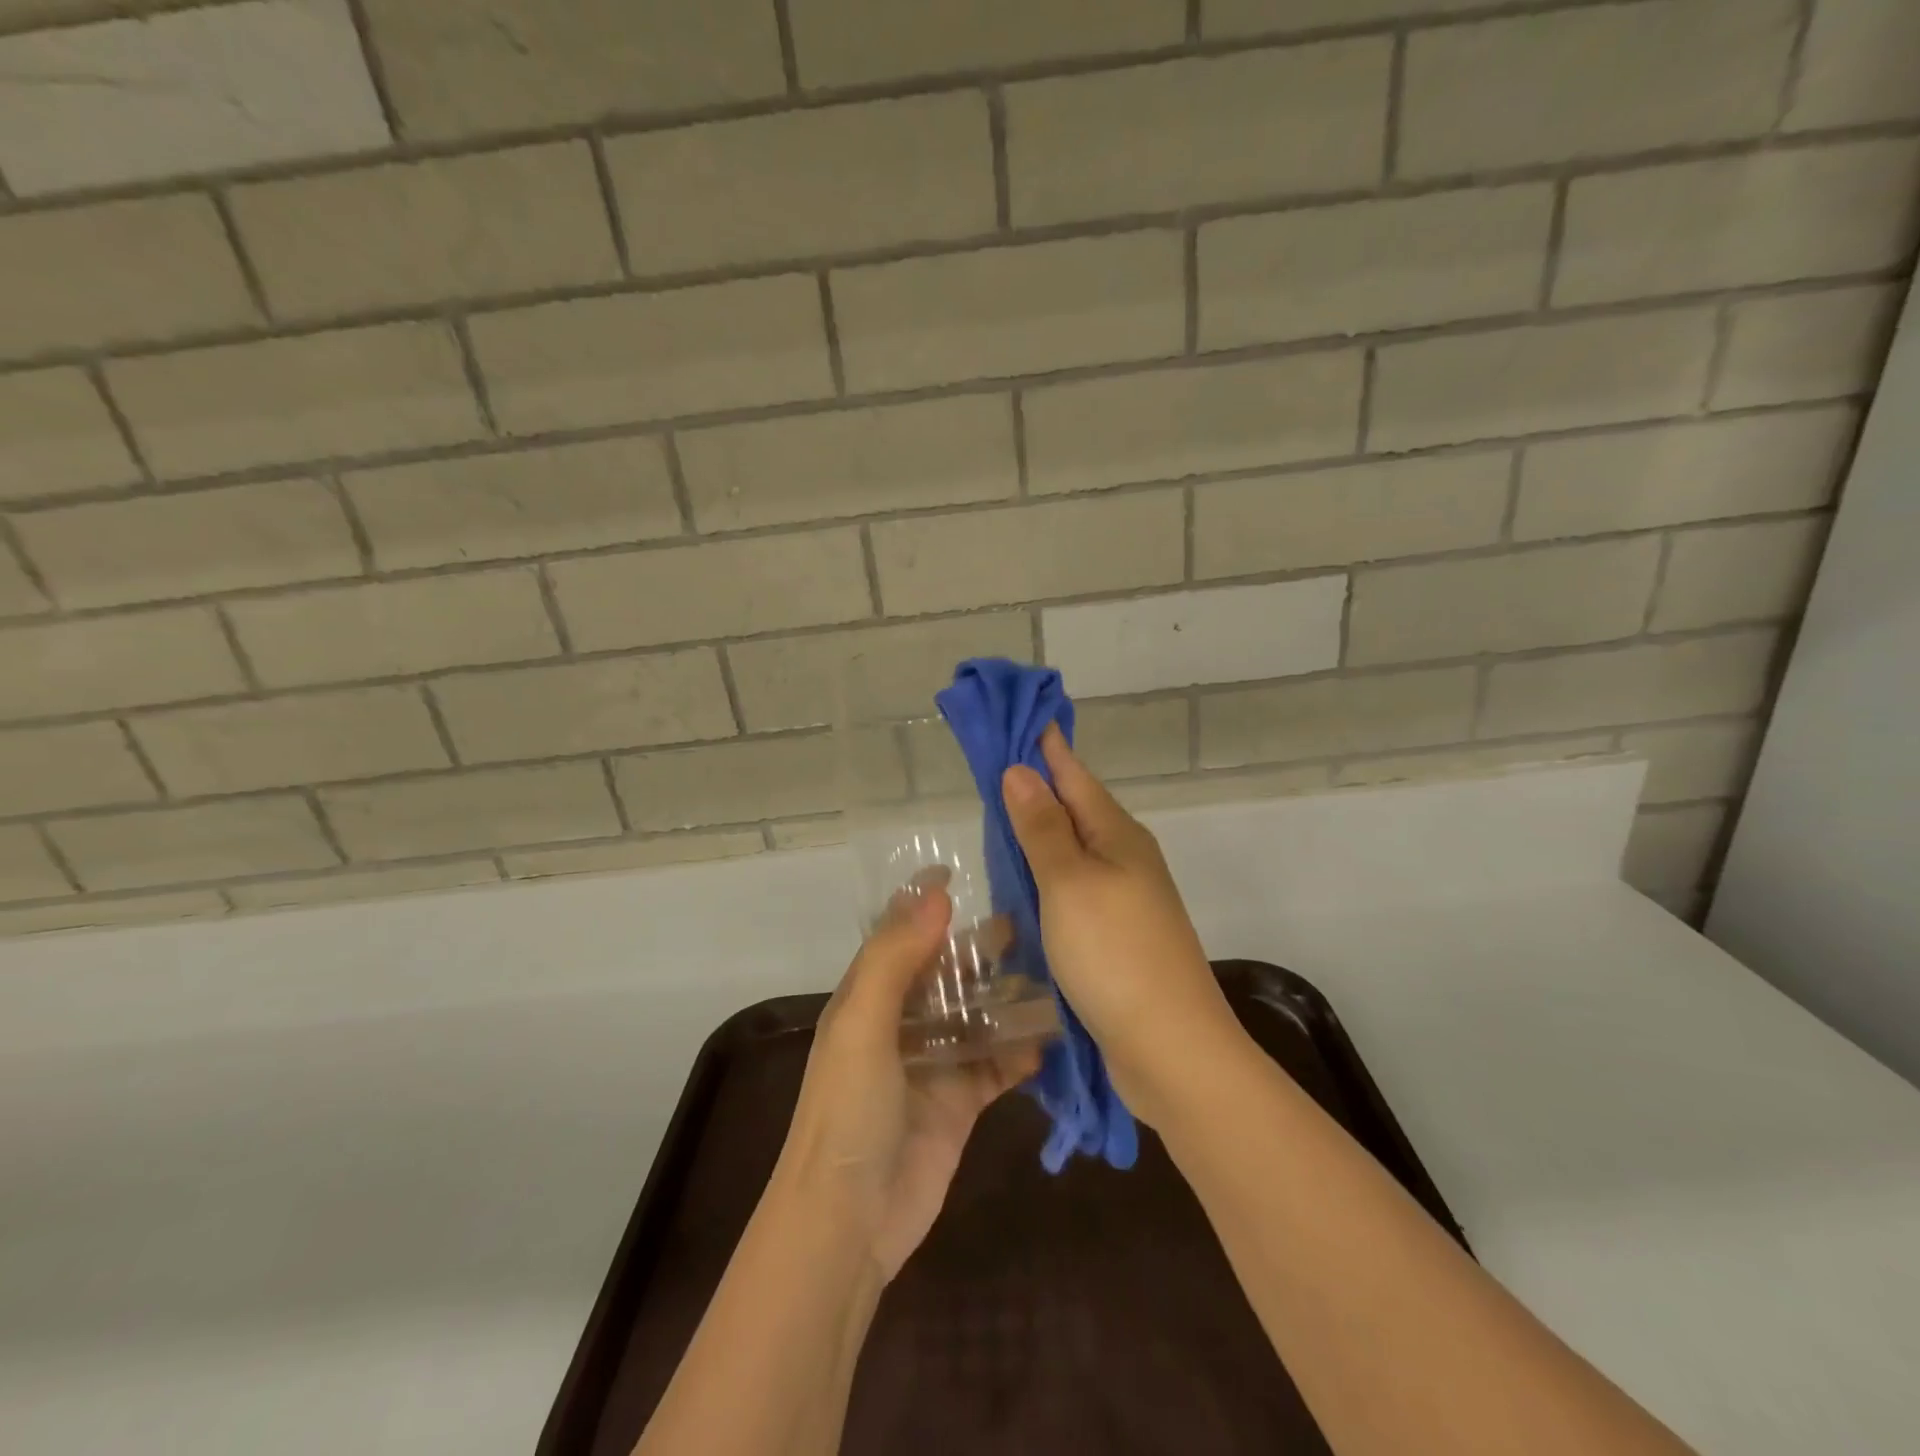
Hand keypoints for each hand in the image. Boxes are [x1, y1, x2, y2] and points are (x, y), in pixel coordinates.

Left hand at [773, 883, 1039, 1280]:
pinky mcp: (961, 1101)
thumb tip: (936, 894)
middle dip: (982, 949)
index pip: (901, 935)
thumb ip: (896, 958)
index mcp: (869, 996)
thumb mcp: (862, 1024)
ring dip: (1009, 996)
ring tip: (1056, 971)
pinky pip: (997, 1063)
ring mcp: (934, 1062)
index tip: (963, 874)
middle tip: (1033, 923)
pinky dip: (1021, 1050)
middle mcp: (902, 1022)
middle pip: (948, 972)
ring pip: (978, 1014)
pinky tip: (1051, 1037)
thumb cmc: (846, 1111)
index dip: (926, 904)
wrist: (848, 1223)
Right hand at [1001, 725, 1244, 1124]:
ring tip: (996, 822)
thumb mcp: (1070, 883)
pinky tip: (1021, 890)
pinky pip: (1072, 892)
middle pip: (1073, 810)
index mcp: (1117, 834)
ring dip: (1038, 836)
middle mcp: (1125, 858)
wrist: (1171, 1049)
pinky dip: (1044, 881)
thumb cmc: (1116, 954)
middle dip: (1035, 788)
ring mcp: (1123, 900)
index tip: (1012, 718)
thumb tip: (1021, 769)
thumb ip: (1043, 828)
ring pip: (1071, 853)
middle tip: (989, 770)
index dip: (1043, 745)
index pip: (1072, 773)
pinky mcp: (1115, 937)